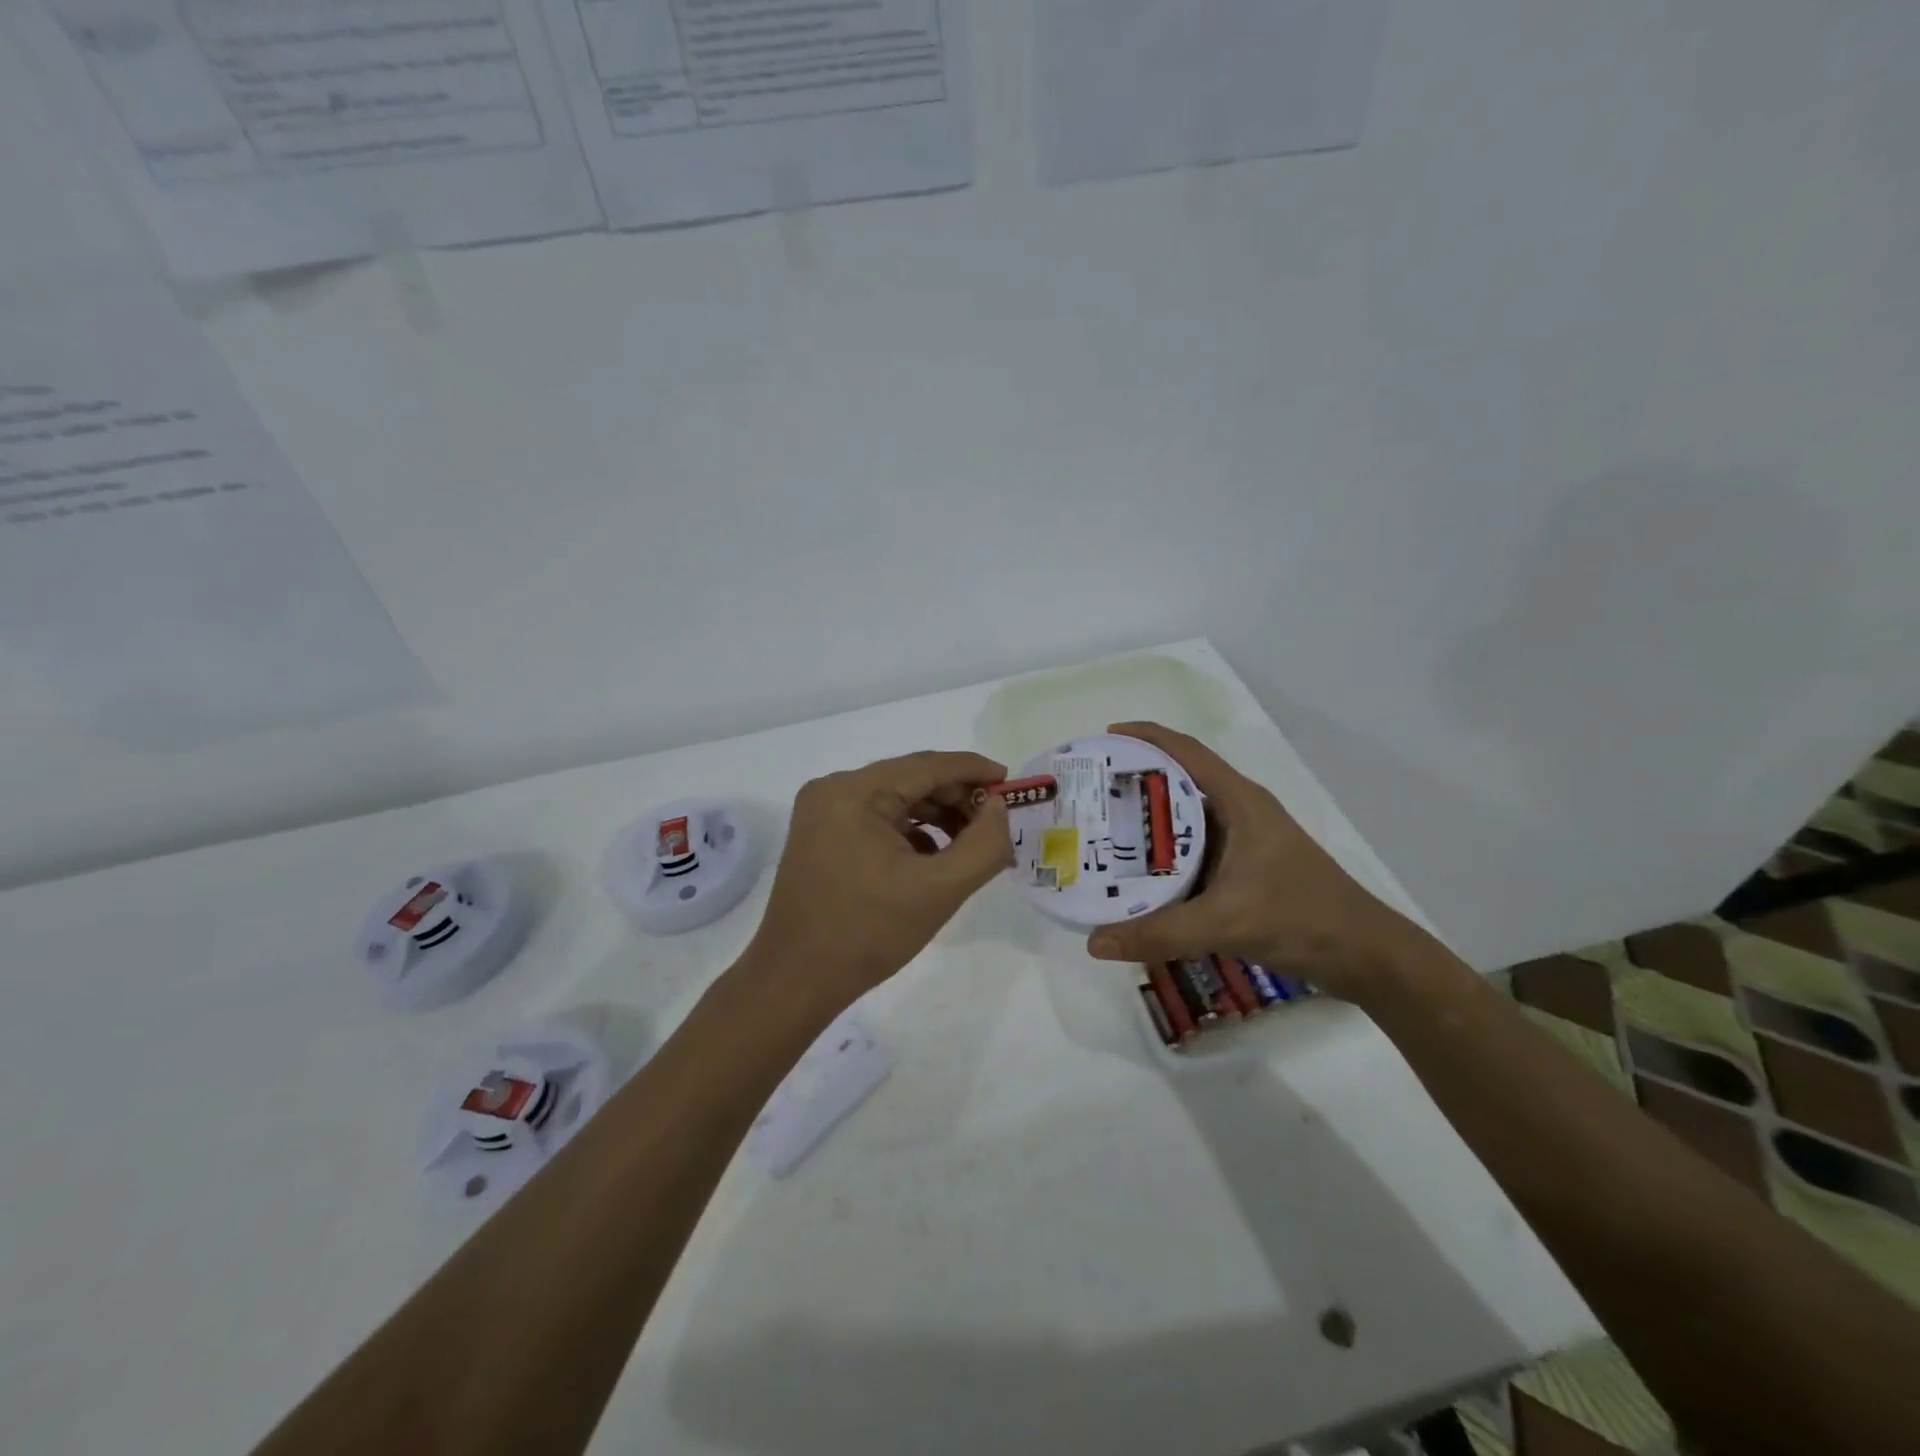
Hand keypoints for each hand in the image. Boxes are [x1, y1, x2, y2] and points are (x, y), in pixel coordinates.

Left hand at [745, 750, 1013, 1015]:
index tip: (1012, 783)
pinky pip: (878, 821)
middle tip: (997, 824)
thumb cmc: (868, 933)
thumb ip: (983, 845)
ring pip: (896, 801)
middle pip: (911, 780)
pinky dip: (911, 834)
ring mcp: (823, 813)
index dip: (974, 770)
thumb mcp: (939, 890)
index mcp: (854, 792)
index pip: (927, 766)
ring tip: (971, 846)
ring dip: (937, 817)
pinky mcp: (822, 836)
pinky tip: (935, 860)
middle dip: (957, 799)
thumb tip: (999, 808)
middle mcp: (833, 790)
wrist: (796, 981)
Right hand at [1084, 722, 1425, 1000]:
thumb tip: (1094, 942)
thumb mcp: (1225, 923)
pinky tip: (1136, 877)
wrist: (1366, 957)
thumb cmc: (1302, 919)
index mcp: (1240, 803)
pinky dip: (1164, 859)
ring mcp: (1244, 845)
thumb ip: (1159, 933)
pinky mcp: (1245, 873)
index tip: (1105, 737)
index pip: (1187, 752)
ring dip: (1148, 825)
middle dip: (1135, 783)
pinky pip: (1193, 855)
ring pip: (1186, 823)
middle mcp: (1240, 814)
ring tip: (1101, 832)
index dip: (1147, 738)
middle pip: (1180, 784)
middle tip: (1091, 793)